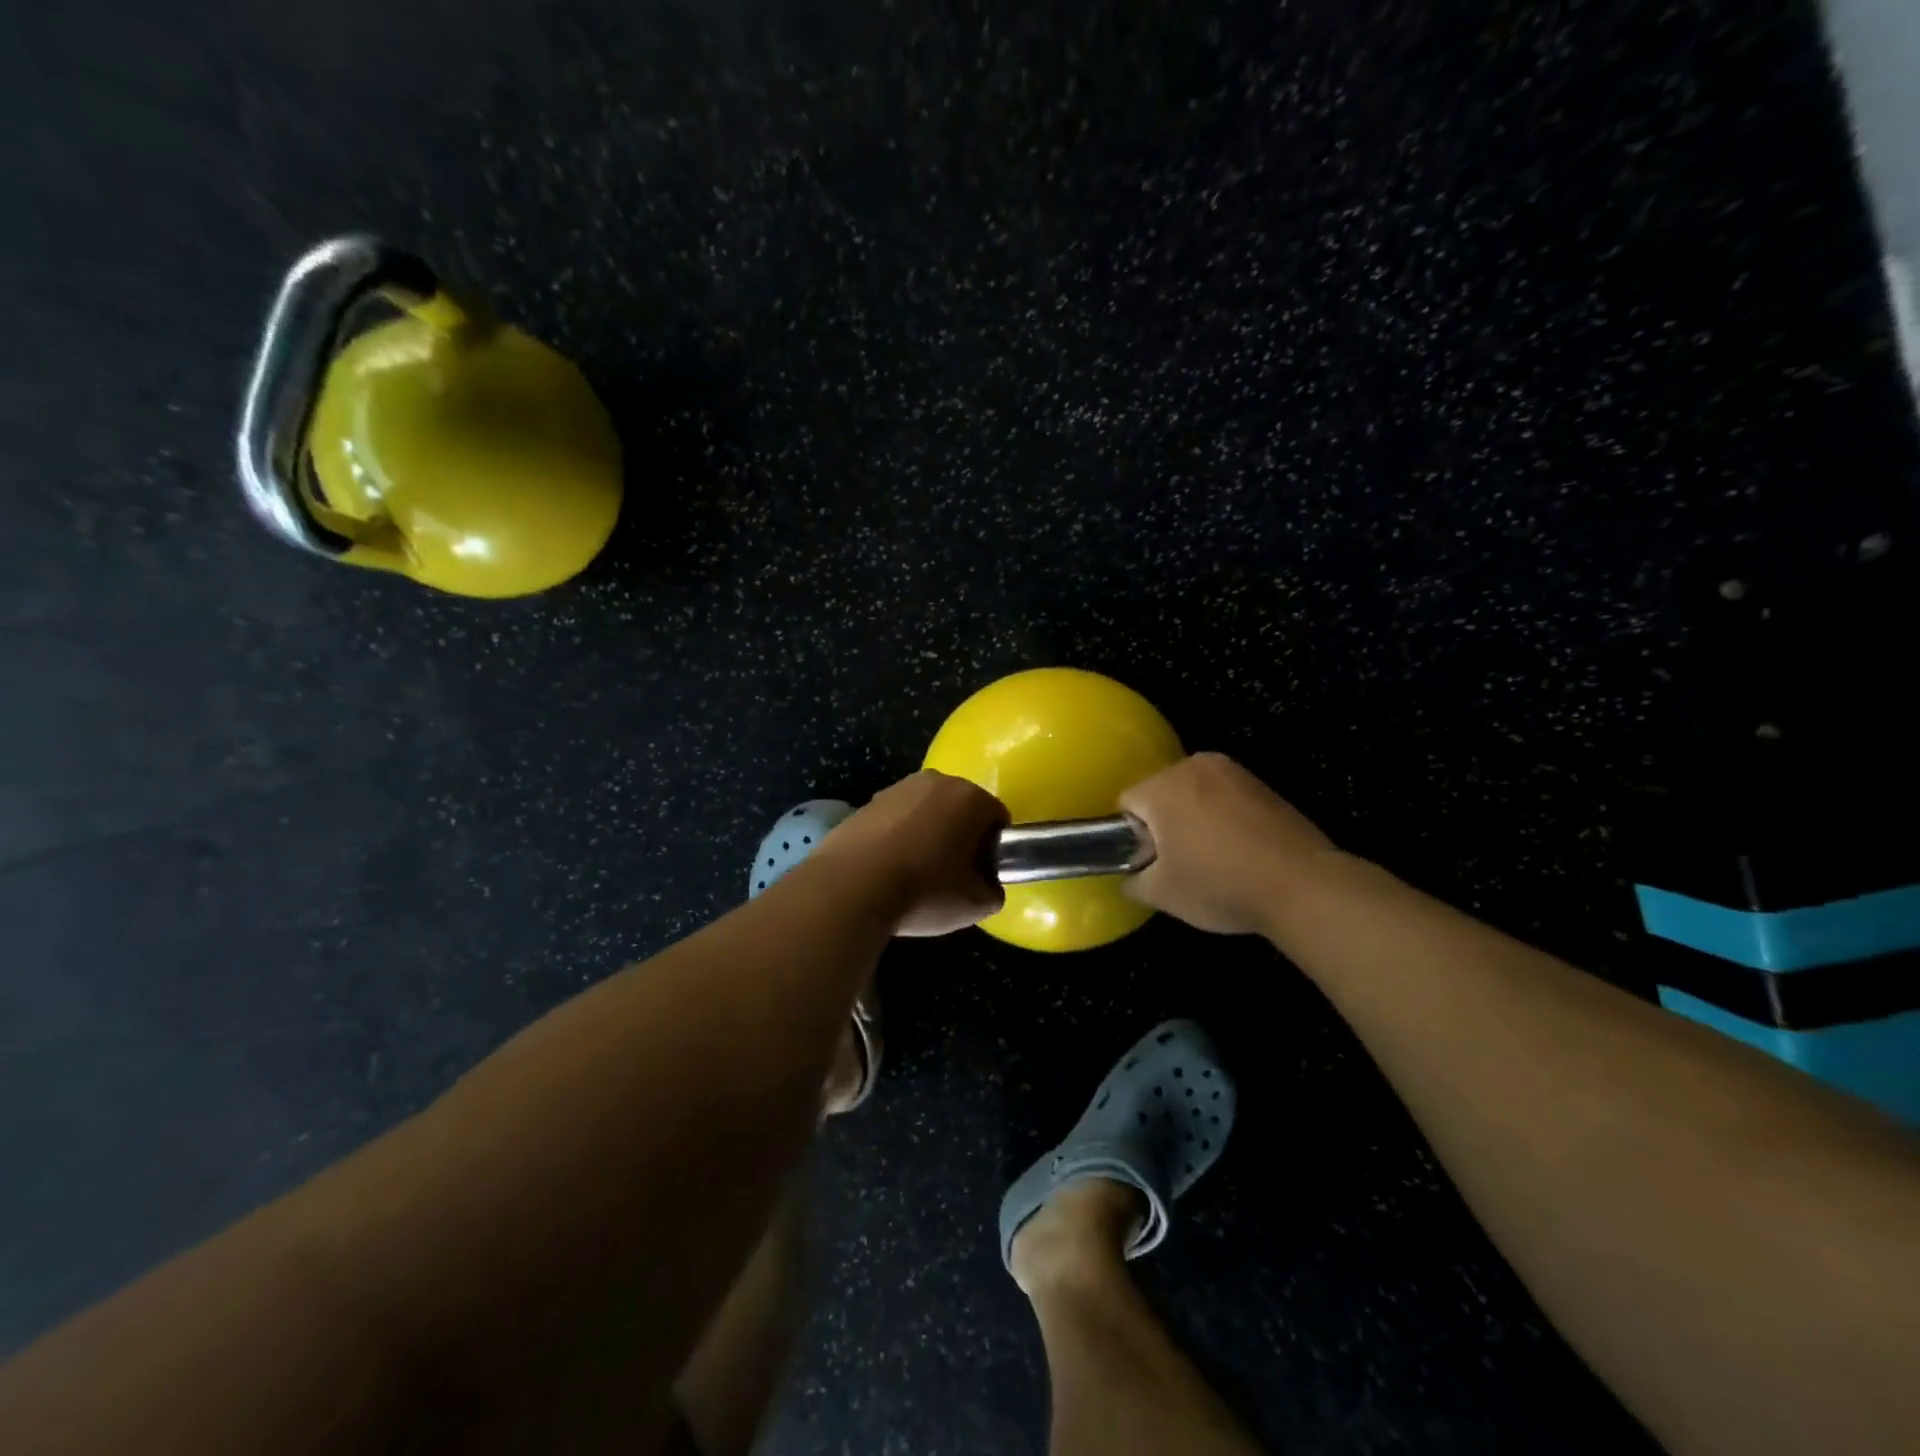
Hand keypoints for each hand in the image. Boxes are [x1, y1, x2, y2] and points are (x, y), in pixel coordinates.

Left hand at [814, 770, 1009, 935]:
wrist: (852, 887)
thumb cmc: (925, 891)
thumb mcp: (975, 905)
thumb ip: (992, 891)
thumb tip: (986, 885)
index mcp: (970, 798)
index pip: (997, 818)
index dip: (993, 848)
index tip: (980, 875)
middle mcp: (936, 781)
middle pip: (960, 808)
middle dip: (959, 835)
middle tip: (951, 875)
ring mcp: (897, 788)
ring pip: (925, 812)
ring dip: (926, 834)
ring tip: (914, 874)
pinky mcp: (866, 803)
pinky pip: (894, 820)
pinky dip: (896, 838)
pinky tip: (886, 870)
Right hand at [1120, 753, 1338, 934]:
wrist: (1302, 885)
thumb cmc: (1220, 884)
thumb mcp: (1162, 894)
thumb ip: (1133, 881)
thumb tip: (1131, 876)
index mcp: (1162, 786)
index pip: (1127, 803)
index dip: (1132, 837)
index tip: (1151, 864)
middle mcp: (1195, 766)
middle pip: (1161, 793)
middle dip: (1164, 824)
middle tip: (1180, 864)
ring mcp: (1234, 772)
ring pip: (1195, 794)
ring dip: (1195, 820)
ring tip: (1214, 859)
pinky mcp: (1263, 784)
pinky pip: (1226, 798)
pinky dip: (1224, 819)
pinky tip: (1240, 851)